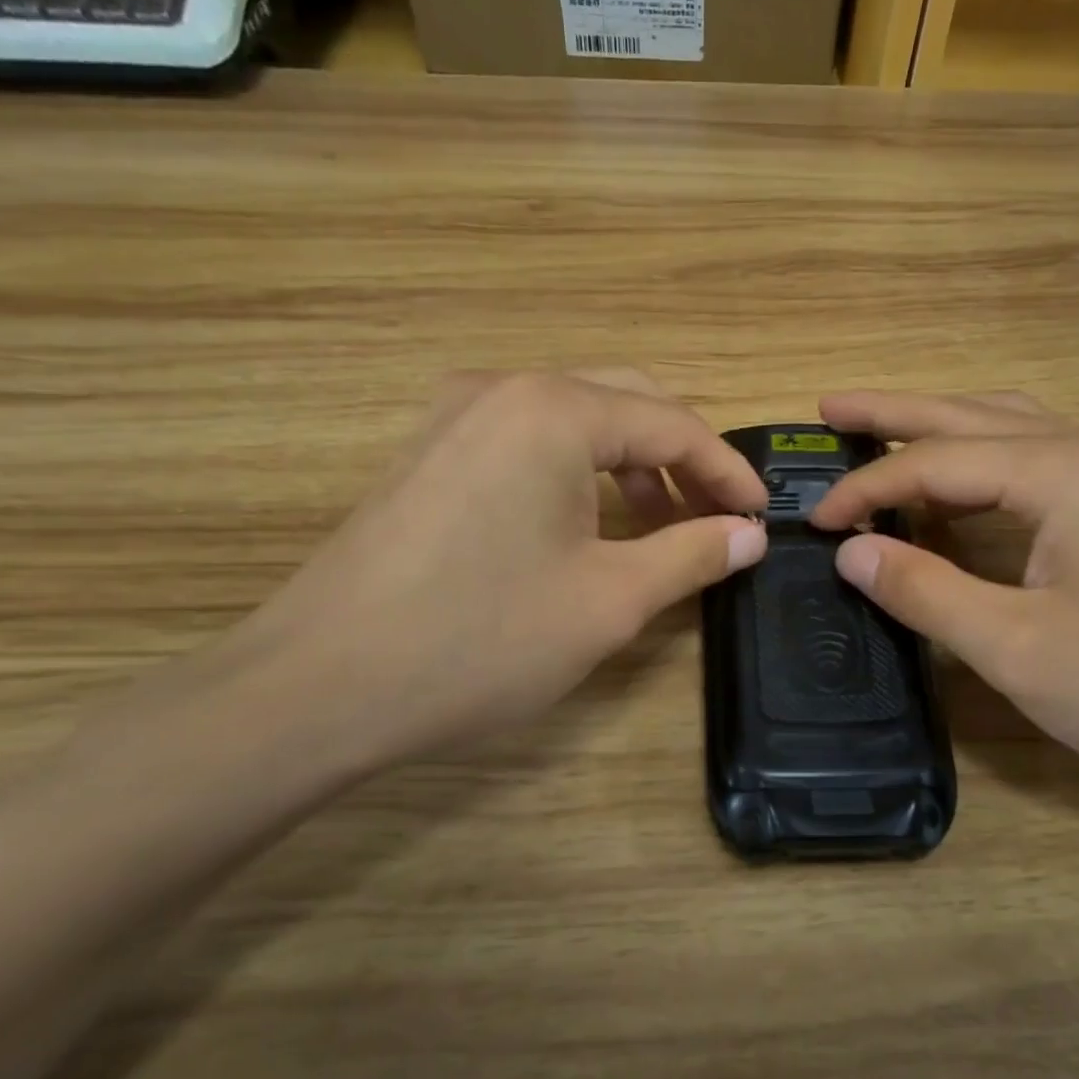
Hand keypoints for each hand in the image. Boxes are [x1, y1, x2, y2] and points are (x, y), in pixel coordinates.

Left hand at [221, 369, 766, 779]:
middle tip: (716, 517)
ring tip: (658, 529)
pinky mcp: (428, 455)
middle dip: (682, 459)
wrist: (318, 687)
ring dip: (629, 467)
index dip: (727, 472)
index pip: (672, 424)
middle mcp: (503, 391)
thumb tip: (748, 535)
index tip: (761, 517)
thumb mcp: (608, 602)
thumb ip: (690, 555)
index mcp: (554, 411)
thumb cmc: (480, 641)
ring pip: (574, 422)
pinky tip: (587, 528)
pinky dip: (576, 475)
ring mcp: (454, 418)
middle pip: (625, 404)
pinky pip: (526, 444)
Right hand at [810, 391, 1078, 798]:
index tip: (813, 521)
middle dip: (894, 413)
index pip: (935, 461)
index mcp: (1064, 470)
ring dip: (940, 430)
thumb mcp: (1016, 648)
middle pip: (971, 417)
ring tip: (881, 433)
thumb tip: (850, 552)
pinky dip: (981, 466)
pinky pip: (1038, 464)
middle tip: (828, 408)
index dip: (865, 489)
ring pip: (1008, 432)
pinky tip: (958, 485)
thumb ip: (925, 591)